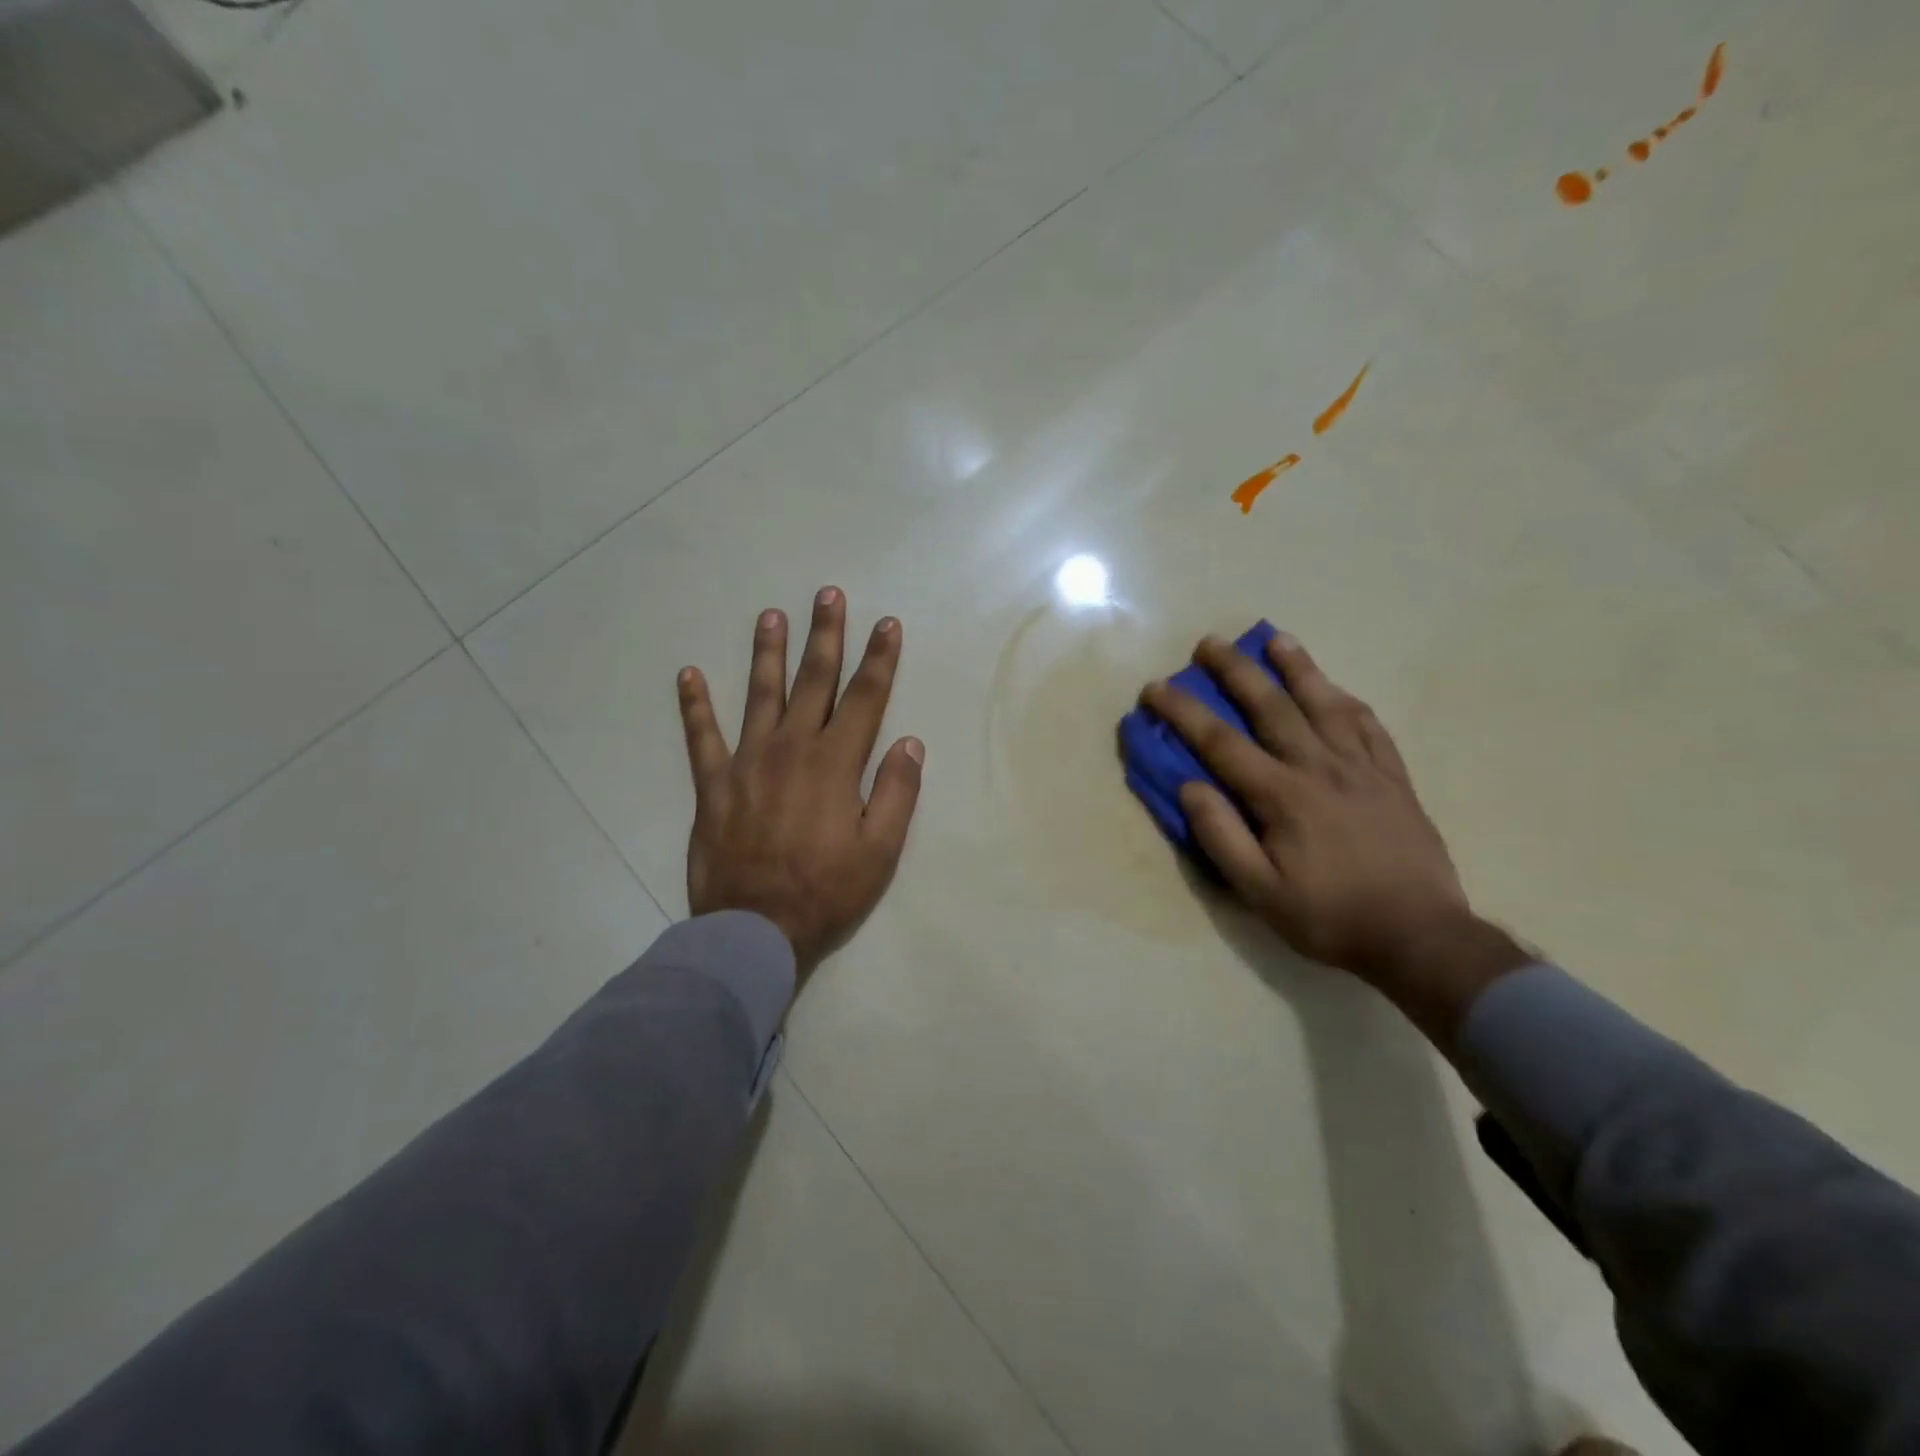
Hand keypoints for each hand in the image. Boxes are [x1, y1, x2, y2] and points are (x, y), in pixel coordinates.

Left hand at [677, 588, 923, 976]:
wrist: (754, 929)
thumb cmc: (825, 893)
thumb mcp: (880, 852)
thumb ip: (897, 793)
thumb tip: (909, 742)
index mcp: (836, 764)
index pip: (864, 699)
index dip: (879, 659)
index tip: (887, 624)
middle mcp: (792, 749)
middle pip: (813, 681)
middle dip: (825, 635)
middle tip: (828, 594)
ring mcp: (748, 763)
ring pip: (760, 694)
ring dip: (767, 653)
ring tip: (770, 615)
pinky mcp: (713, 785)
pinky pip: (701, 737)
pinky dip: (694, 706)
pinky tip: (687, 675)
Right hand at [1141, 633, 1525, 1031]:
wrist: (1420, 936)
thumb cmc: (1330, 916)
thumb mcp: (1260, 891)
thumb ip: (1221, 836)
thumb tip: (1190, 786)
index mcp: (1282, 796)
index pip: (1220, 742)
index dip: (1184, 712)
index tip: (1155, 688)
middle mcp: (1320, 768)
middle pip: (1272, 706)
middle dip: (1236, 671)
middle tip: (1210, 644)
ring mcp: (1362, 768)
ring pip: (1325, 704)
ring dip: (1297, 668)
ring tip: (1276, 639)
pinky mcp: (1393, 777)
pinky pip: (1368, 726)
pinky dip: (1346, 700)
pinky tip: (1335, 689)